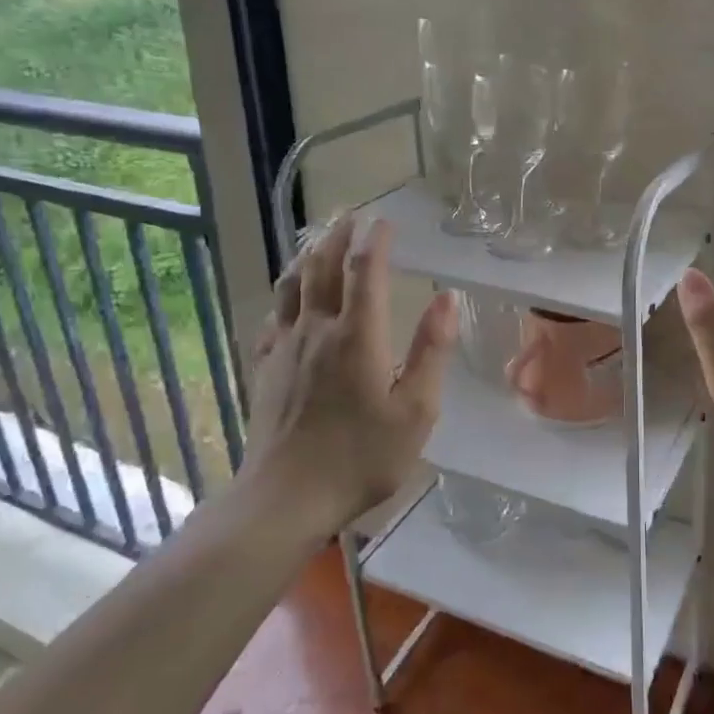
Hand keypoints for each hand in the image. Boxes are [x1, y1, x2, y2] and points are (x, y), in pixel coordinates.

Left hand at [243, 214, 457, 532]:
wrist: (285, 497)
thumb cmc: (360, 458)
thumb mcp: (415, 412)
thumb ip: (432, 351)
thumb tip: (447, 298)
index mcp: (357, 336)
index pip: (364, 271)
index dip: (375, 241)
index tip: (384, 221)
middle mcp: (317, 329)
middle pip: (322, 267)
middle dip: (337, 236)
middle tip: (349, 216)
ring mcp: (285, 348)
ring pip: (292, 285)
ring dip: (307, 256)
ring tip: (317, 241)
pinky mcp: (265, 368)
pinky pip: (272, 317)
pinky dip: (284, 295)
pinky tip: (288, 299)